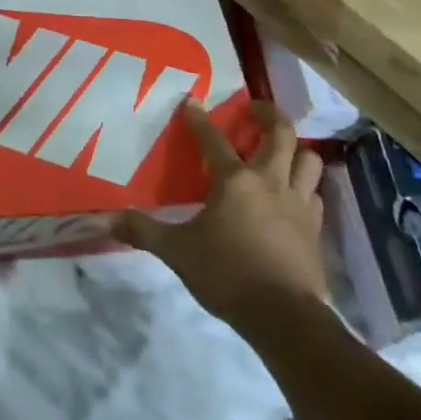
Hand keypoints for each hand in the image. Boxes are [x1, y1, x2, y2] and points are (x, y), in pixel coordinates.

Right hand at [119, 99, 328, 330]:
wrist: (286, 318)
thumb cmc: (228, 275)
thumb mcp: (177, 252)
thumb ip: (143, 231)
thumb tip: (104, 219)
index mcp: (235, 180)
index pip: (213, 139)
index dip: (198, 118)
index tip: (191, 101)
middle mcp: (270, 181)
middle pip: (280, 133)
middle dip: (268, 114)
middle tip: (253, 110)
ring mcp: (299, 204)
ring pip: (309, 160)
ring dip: (295, 149)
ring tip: (279, 150)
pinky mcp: (316, 228)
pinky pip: (315, 194)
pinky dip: (305, 187)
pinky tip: (292, 195)